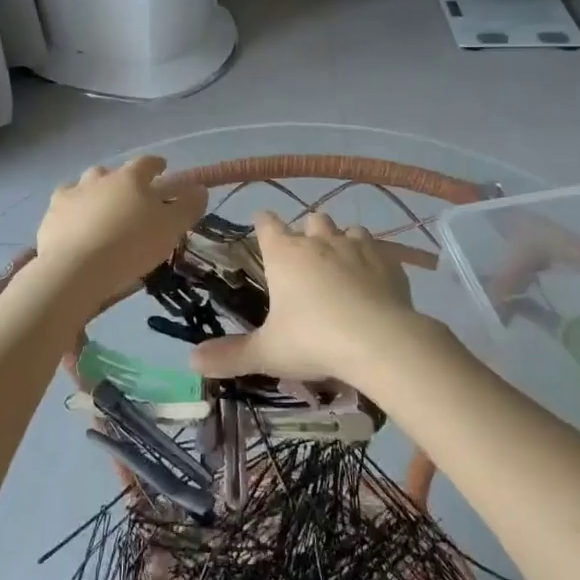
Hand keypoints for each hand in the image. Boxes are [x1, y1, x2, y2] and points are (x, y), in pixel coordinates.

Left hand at [34, 156, 206, 303]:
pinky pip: (63, 209)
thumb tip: (199, 189)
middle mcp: (98, 179)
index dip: (156, 165)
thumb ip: (187, 207)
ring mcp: (70, 196)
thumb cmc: (131, 245)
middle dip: (120, 180)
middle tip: (128, 197)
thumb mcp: (170, 228)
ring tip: (98, 212)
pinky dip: (71, 215)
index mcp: (130, 177)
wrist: (76, 270)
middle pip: (110, 172)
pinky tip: (75, 229)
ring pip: (82, 187)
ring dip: (92, 194)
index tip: (162, 168)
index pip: (146, 163)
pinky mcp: (50, 218)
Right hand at [190, 211, 439, 386]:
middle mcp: (319, 240)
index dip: (263, 222)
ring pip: (347, 229)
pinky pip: (377, 249)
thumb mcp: (268, 353)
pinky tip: (373, 279)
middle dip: (306, 231)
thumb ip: (231, 355)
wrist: (379, 340)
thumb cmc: (314, 340)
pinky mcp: (387, 260)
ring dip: (341, 240)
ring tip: (340, 263)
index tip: (261, 223)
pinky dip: (371, 259)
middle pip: (311, 219)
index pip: (267, 225)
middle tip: (304, 254)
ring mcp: (357, 246)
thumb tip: (191, 360)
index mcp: (285, 254)